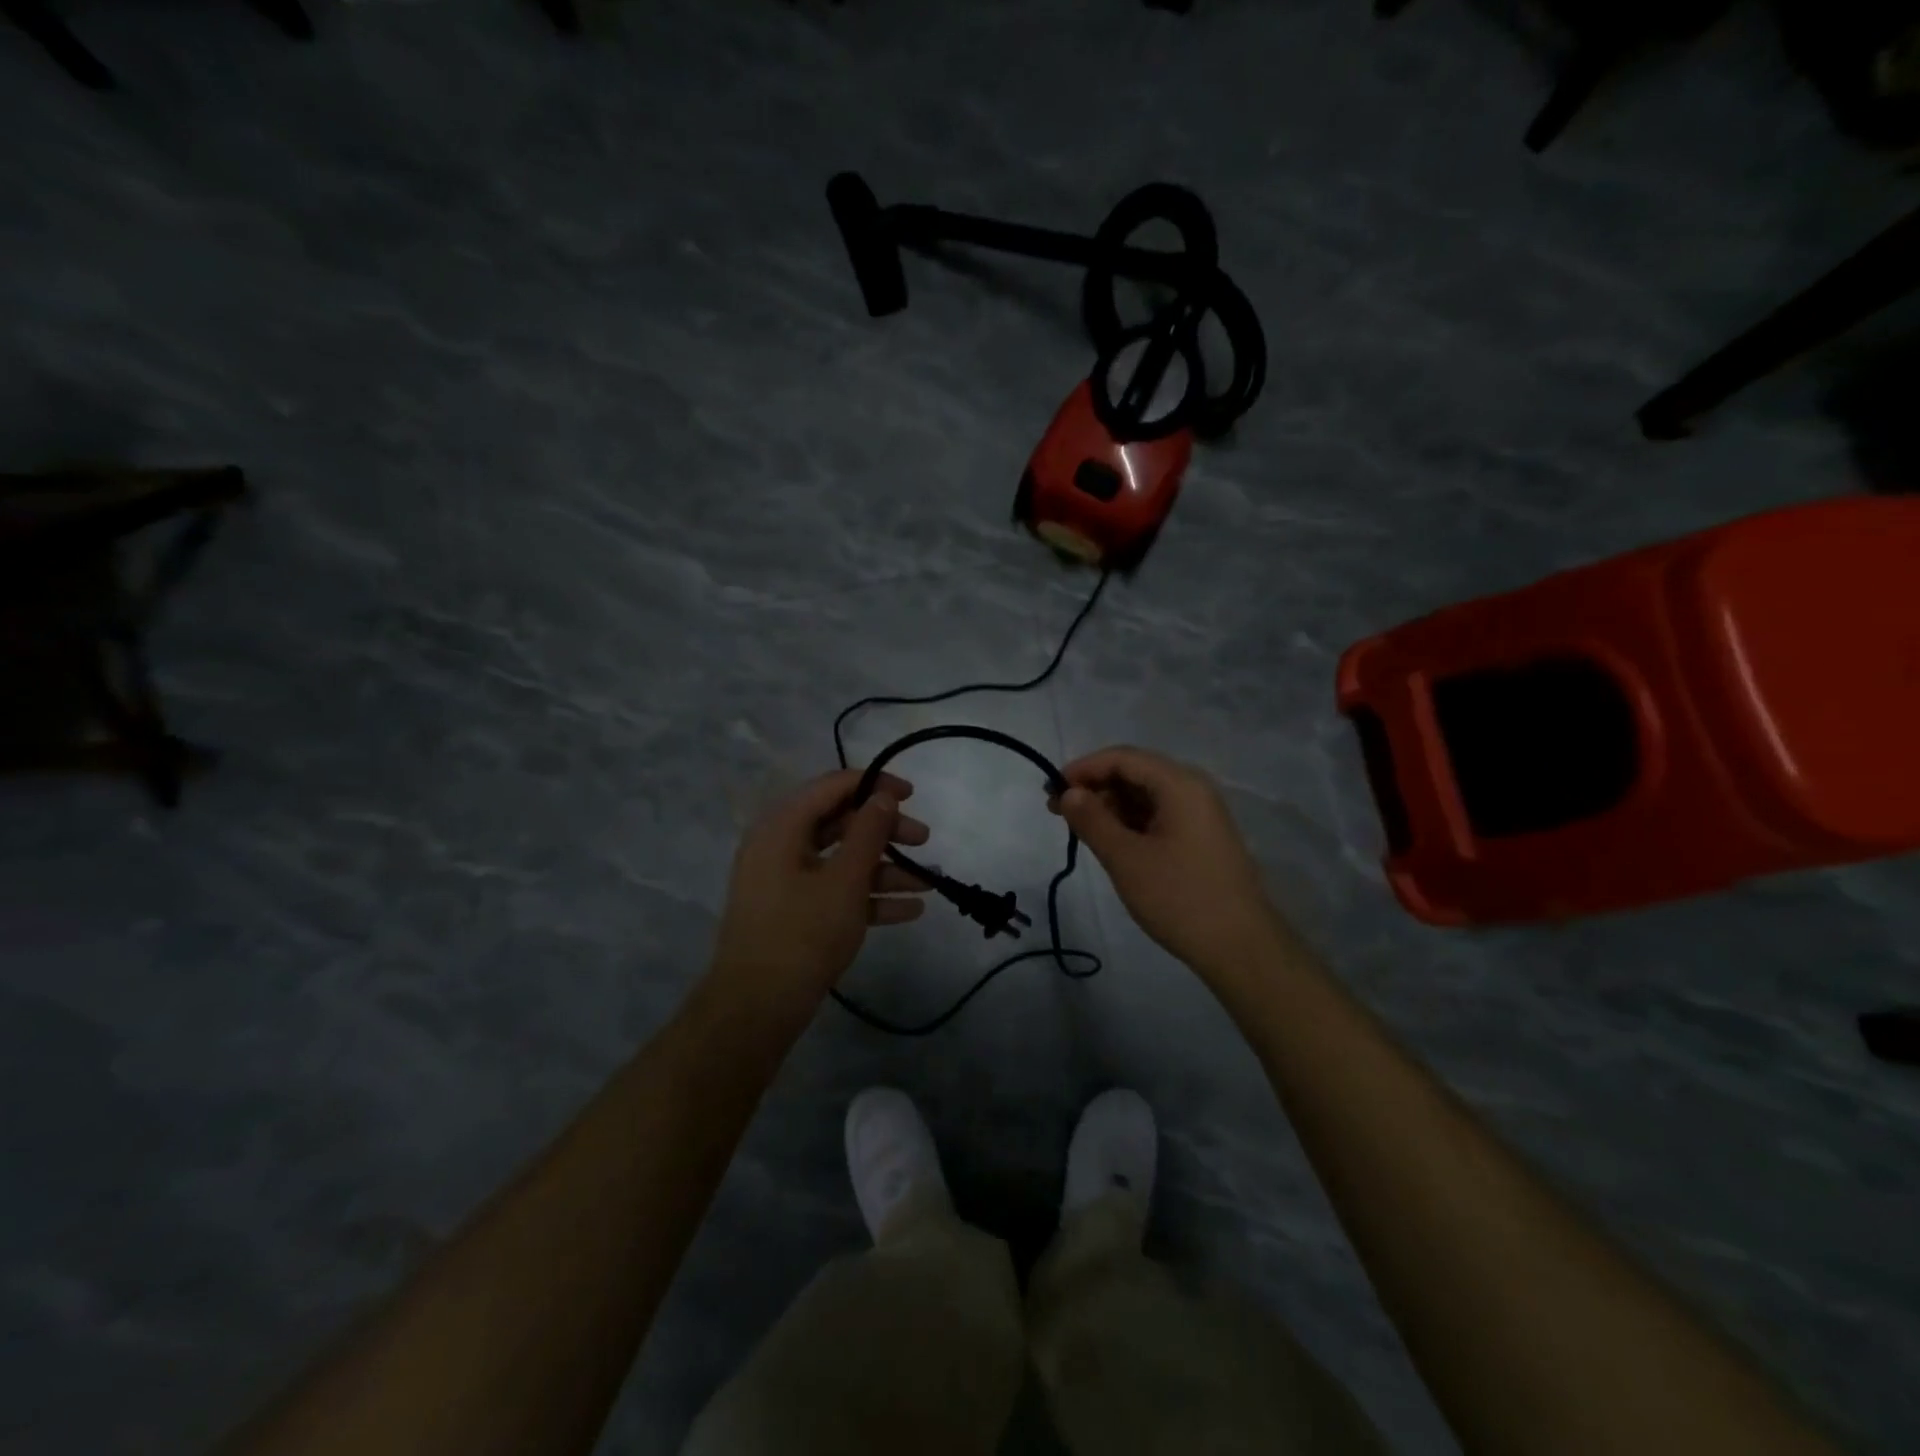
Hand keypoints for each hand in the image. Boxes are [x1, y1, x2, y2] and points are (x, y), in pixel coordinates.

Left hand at [707, 769, 932, 1016]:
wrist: (757, 1008)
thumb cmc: (802, 933)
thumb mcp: (845, 880)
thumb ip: (868, 833)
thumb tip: (883, 797)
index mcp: (783, 826)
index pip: (832, 786)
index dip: (874, 785)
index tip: (911, 795)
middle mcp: (781, 846)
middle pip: (841, 823)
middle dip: (886, 832)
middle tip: (924, 841)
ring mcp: (786, 881)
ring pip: (842, 860)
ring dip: (886, 869)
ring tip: (929, 883)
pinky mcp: (795, 912)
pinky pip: (836, 891)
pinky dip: (869, 896)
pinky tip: (910, 910)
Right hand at [1051, 746, 1290, 977]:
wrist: (1241, 948)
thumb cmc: (1179, 898)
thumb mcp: (1126, 858)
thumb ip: (1092, 820)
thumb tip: (1069, 793)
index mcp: (1179, 784)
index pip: (1122, 758)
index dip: (1083, 769)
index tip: (1051, 791)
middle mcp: (1193, 789)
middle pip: (1135, 772)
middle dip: (1094, 787)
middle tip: (1058, 812)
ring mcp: (1200, 814)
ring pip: (1145, 795)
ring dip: (1110, 806)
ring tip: (1079, 829)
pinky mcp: (1201, 838)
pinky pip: (1158, 815)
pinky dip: (1130, 822)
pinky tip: (1109, 841)